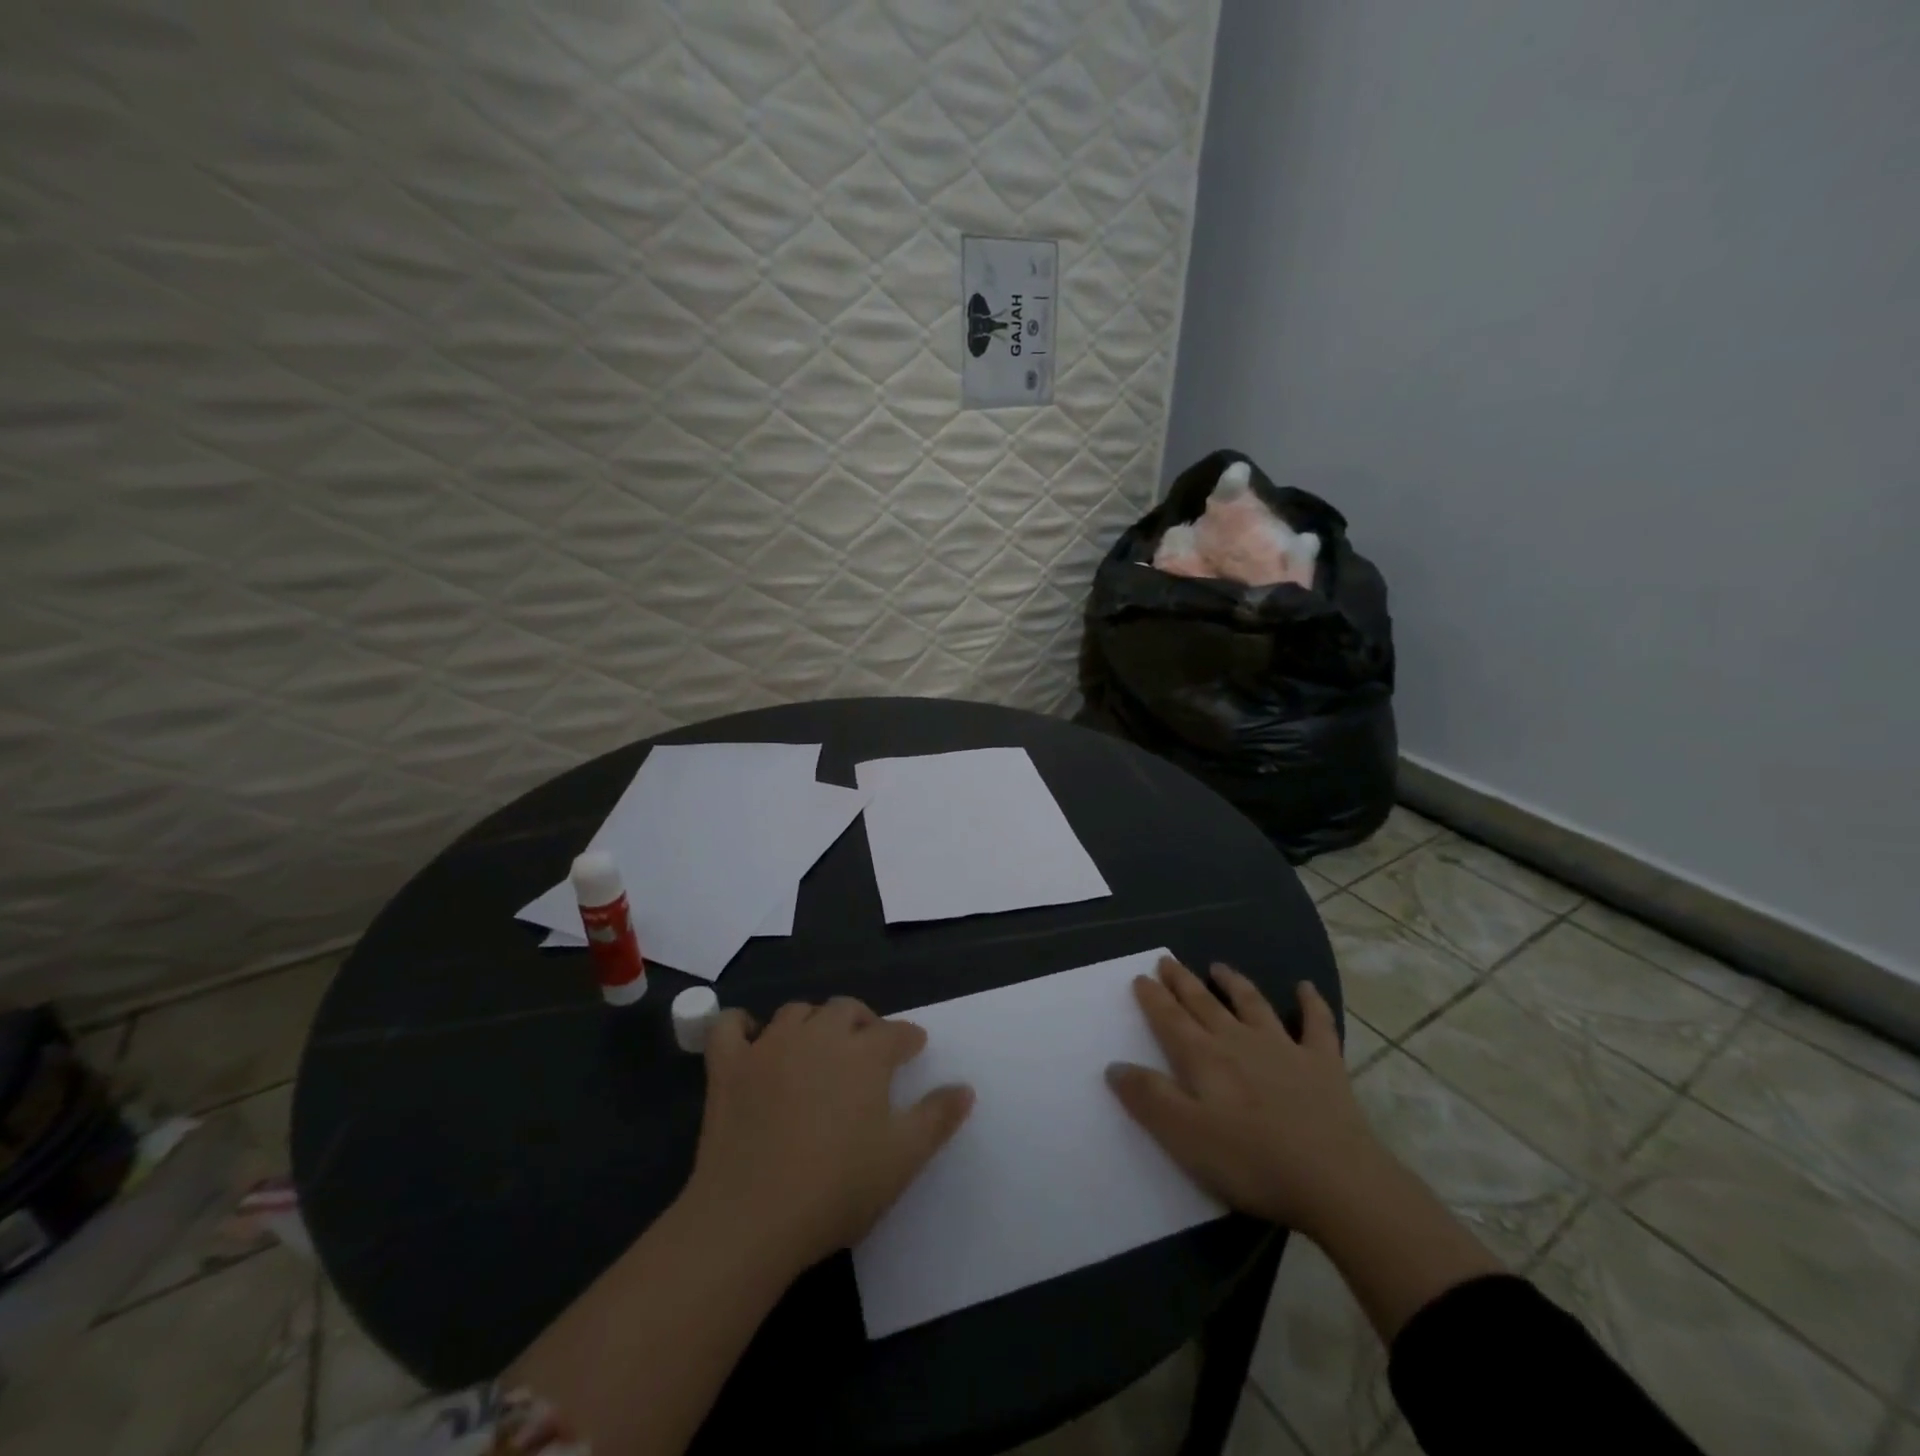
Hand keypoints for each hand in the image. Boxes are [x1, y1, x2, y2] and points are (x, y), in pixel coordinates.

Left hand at [685, 997, 974, 1271]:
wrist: (752, 1217)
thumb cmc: (837, 1188)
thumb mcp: (903, 1159)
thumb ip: (937, 1118)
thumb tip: (965, 1087)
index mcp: (865, 1054)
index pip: (896, 1032)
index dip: (909, 1039)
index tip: (914, 1049)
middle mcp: (819, 1035)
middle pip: (846, 1009)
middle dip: (863, 1021)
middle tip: (867, 1048)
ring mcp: (769, 1046)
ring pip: (797, 1012)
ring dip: (813, 1021)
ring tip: (818, 1044)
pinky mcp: (729, 1066)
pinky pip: (730, 1026)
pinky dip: (741, 1024)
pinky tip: (751, 1038)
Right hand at [1106, 956, 1384, 1238]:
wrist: (1336, 1180)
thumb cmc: (1252, 1161)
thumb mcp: (1185, 1136)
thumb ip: (1148, 1098)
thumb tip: (1114, 1065)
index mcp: (1204, 1059)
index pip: (1171, 1020)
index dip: (1153, 998)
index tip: (1141, 978)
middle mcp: (1239, 1041)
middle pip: (1204, 1004)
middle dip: (1183, 981)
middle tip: (1167, 960)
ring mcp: (1285, 1048)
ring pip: (1252, 1004)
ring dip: (1234, 983)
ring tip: (1218, 967)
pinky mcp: (1323, 1065)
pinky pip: (1317, 1024)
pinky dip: (1310, 1003)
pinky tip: (1305, 986)